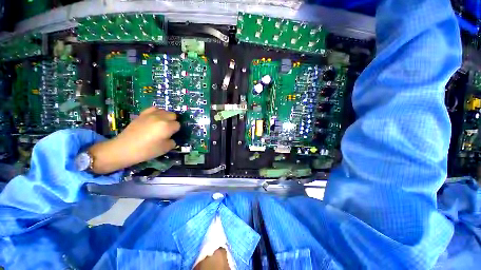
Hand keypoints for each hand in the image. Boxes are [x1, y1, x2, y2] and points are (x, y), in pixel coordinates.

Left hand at [88, 107, 179, 173]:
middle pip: (173, 115)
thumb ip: (172, 142)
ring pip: (164, 111)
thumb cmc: (146, 150)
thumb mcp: (164, 149)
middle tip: (168, 130)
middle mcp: (160, 118)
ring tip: (162, 124)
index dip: (176, 130)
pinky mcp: (142, 114)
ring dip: (166, 116)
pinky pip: (154, 108)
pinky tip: (155, 118)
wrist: (124, 148)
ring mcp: (151, 115)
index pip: (178, 125)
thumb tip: (171, 138)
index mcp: (167, 126)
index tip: (171, 135)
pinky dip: (157, 112)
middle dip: (173, 121)